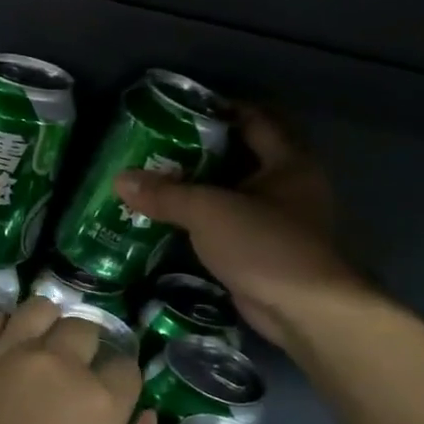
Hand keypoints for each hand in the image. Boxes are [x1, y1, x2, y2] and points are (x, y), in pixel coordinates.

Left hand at [0, 299, 156, 423]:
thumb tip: (146, 419)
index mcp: (101, 403)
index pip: (126, 367)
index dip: (122, 384)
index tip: (110, 403)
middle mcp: (59, 364)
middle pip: (85, 330)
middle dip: (87, 350)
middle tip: (73, 380)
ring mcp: (10, 352)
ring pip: (41, 309)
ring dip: (49, 326)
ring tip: (41, 352)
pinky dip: (6, 327)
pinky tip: (5, 351)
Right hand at [113, 106, 370, 350]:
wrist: (304, 314)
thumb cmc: (265, 245)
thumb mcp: (209, 211)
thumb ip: (165, 194)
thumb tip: (119, 180)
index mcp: (287, 162)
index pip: (252, 119)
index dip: (217, 109)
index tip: (176, 109)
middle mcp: (287, 185)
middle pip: (237, 155)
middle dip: (196, 150)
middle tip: (153, 145)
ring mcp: (276, 220)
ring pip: (229, 192)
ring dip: (195, 188)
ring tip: (152, 179)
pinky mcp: (261, 249)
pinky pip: (225, 223)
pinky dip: (199, 219)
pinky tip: (166, 217)